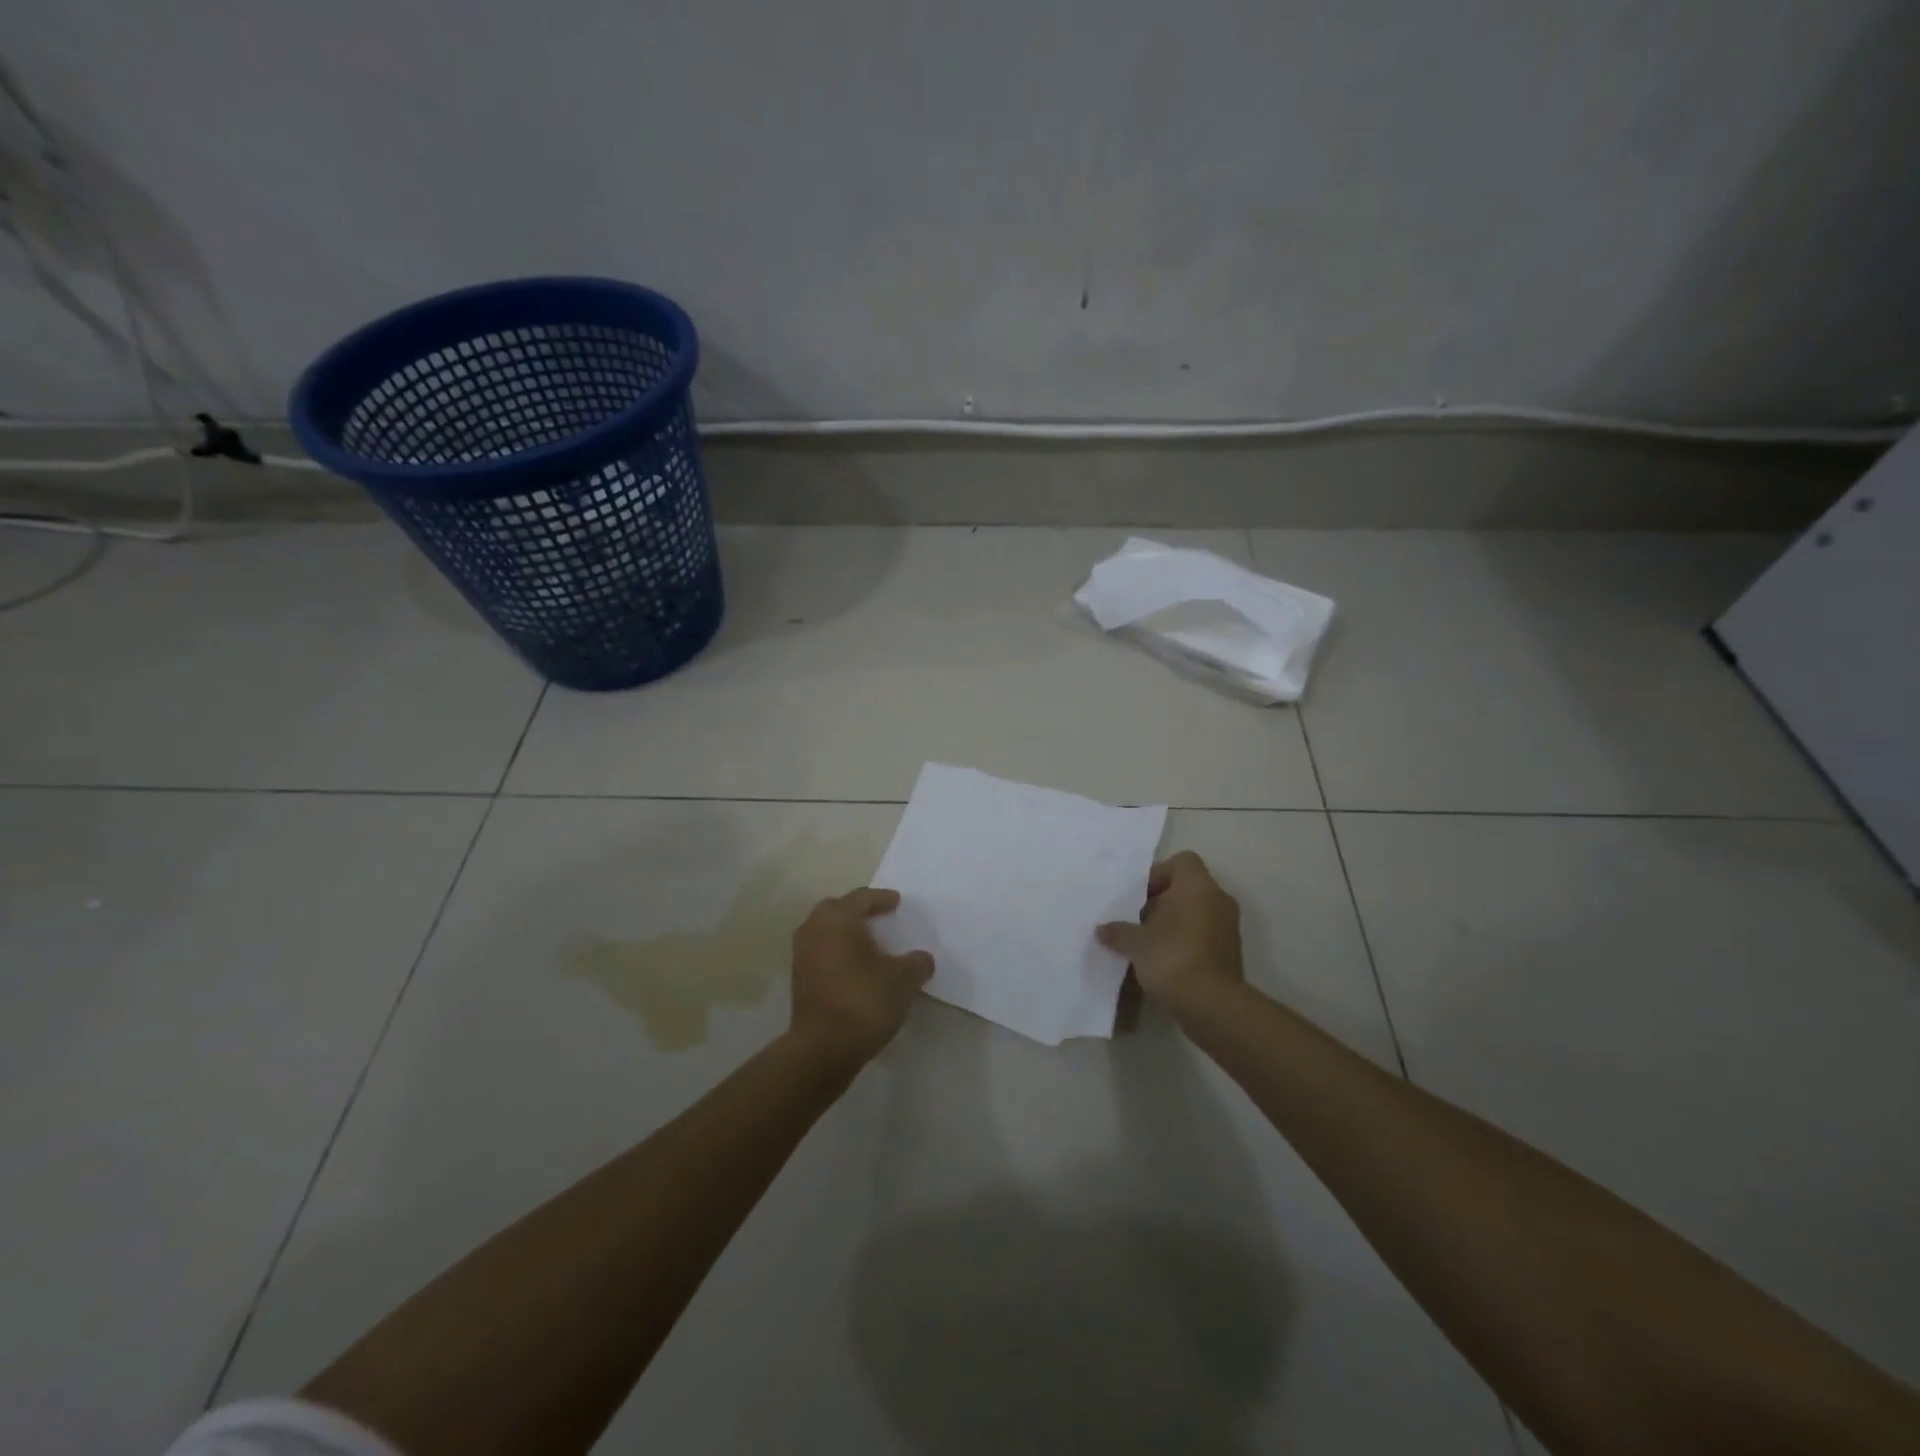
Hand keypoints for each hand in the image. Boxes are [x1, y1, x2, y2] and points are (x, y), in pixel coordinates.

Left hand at [789, 888, 933, 1066]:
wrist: (824, 1048)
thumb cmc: (864, 1001)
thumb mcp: (903, 980)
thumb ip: (916, 963)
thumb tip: (921, 959)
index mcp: (837, 919)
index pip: (861, 898)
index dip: (882, 898)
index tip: (897, 902)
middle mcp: (814, 929)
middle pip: (836, 910)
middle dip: (857, 911)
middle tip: (879, 917)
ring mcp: (801, 955)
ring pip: (825, 932)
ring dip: (845, 933)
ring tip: (868, 943)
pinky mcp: (798, 980)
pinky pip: (821, 953)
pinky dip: (837, 952)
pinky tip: (855, 967)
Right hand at [1097, 851, 1244, 1015]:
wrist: (1212, 1005)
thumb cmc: (1172, 958)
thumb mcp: (1136, 942)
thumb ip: (1119, 931)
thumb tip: (1102, 930)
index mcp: (1197, 886)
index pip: (1182, 861)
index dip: (1158, 874)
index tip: (1140, 896)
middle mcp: (1218, 899)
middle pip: (1187, 887)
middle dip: (1161, 901)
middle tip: (1137, 920)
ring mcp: (1228, 926)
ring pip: (1196, 912)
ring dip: (1173, 922)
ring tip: (1147, 942)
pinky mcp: (1230, 952)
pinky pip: (1204, 934)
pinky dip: (1186, 941)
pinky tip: (1164, 961)